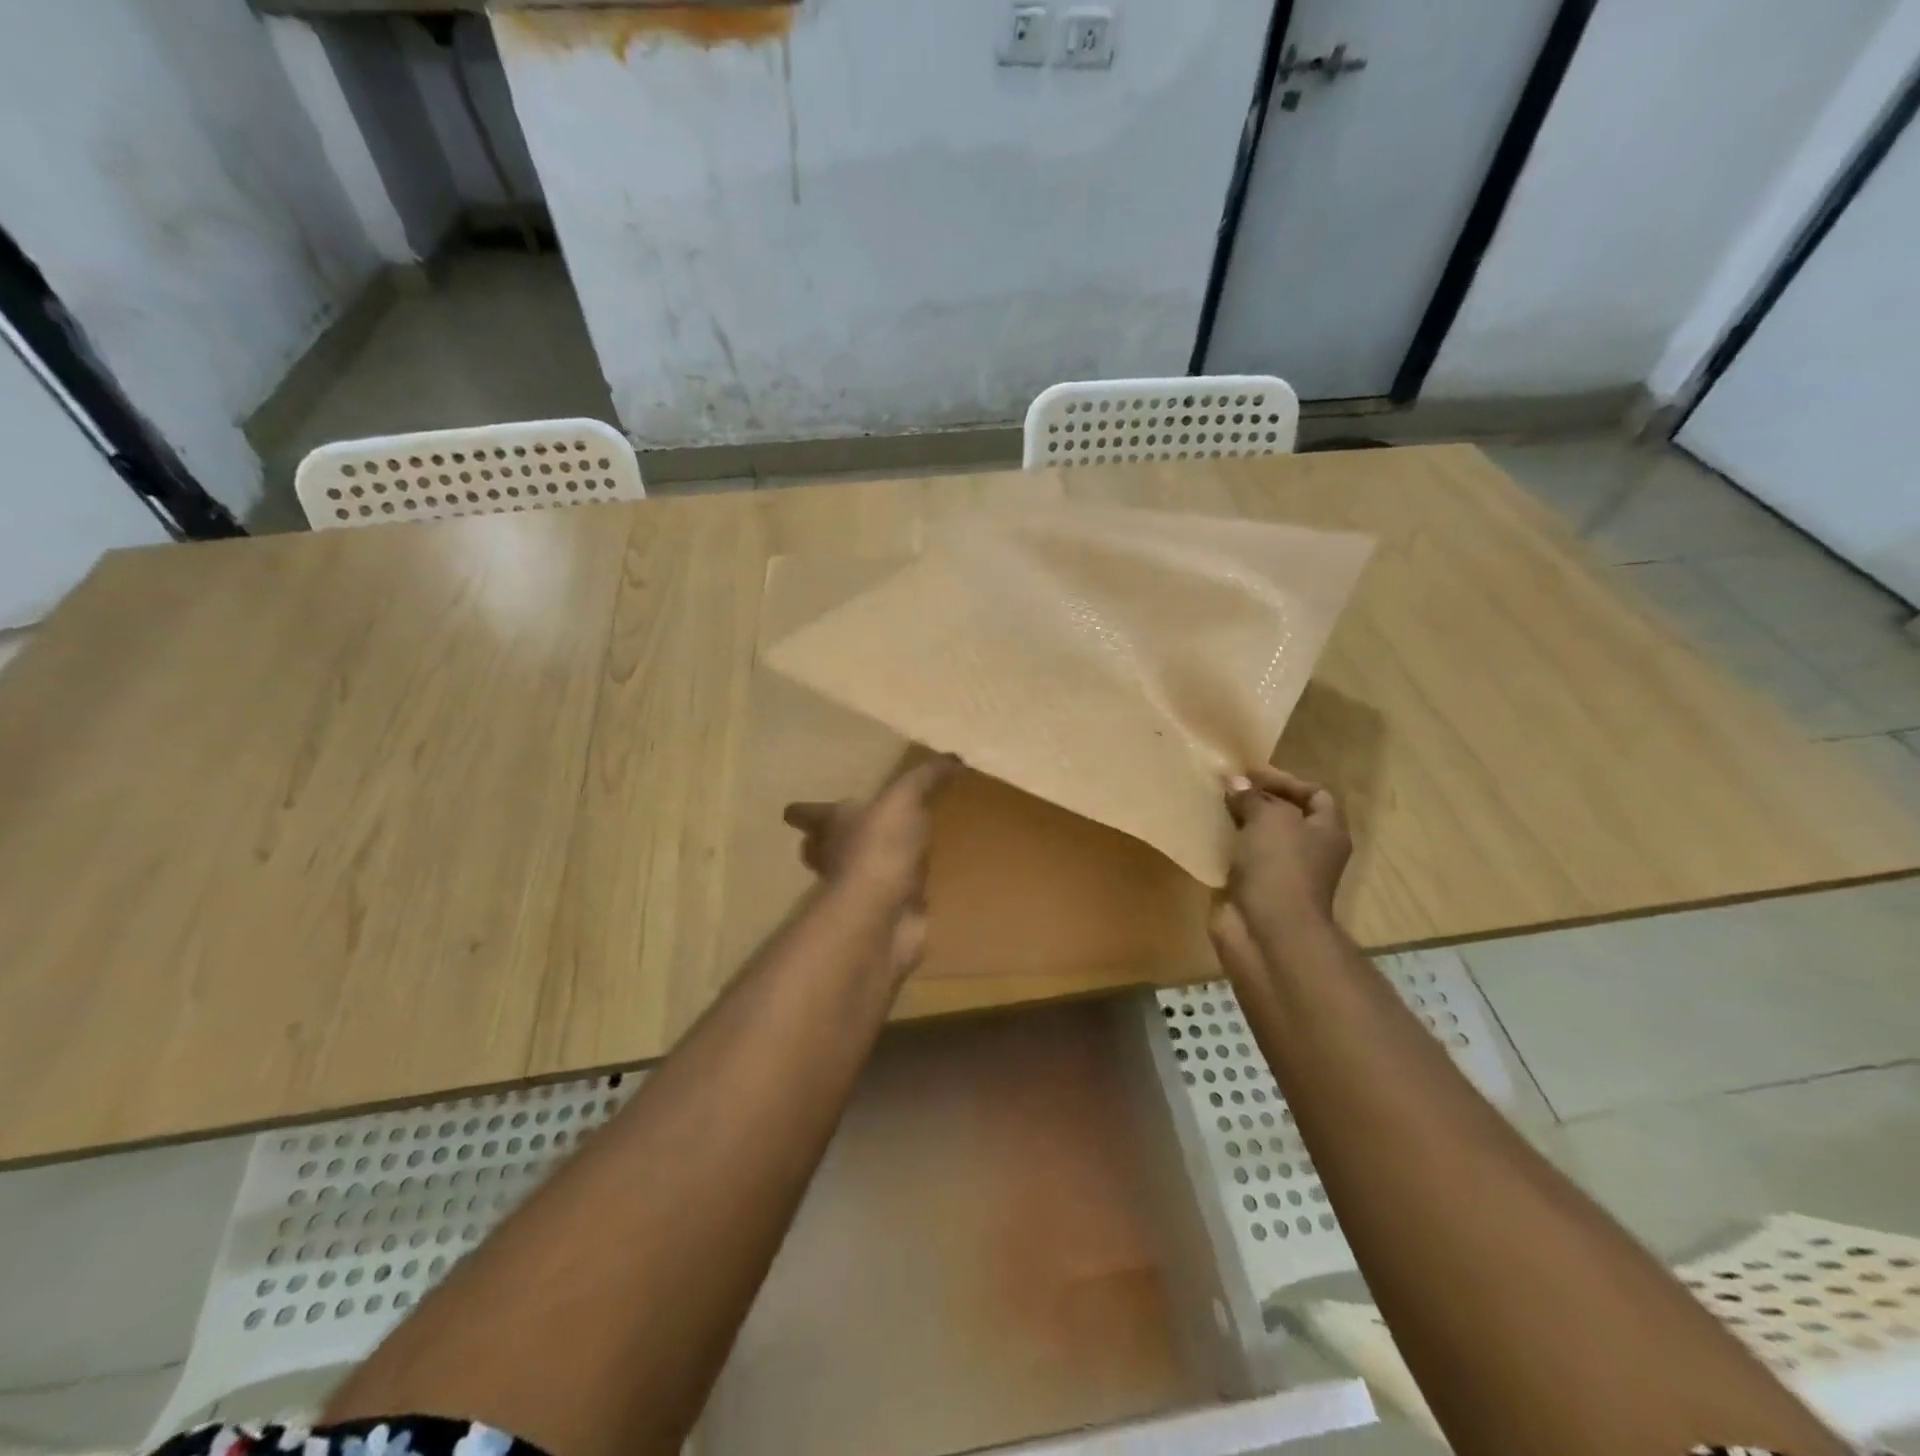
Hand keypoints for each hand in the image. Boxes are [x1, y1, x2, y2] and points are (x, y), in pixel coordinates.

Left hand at [783, 754, 960, 972]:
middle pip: (823, 848)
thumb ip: (924, 778)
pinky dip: (901, 893)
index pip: (810, 814)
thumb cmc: (880, 847)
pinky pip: (891, 899)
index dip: (804, 811)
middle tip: (842, 834)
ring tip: (893, 854)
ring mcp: (859, 890)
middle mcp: (838, 858)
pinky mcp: (884, 915)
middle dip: (829, 842)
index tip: (791, 810)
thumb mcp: (904, 799)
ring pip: (858, 874)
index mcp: (833, 826)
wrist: (884, 913)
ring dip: (869, 866)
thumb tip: (951, 757)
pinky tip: (918, 887)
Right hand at [1211, 767, 1350, 979]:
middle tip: (1225, 787)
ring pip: (1258, 839)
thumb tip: (1235, 782)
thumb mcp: (1268, 818)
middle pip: (1284, 816)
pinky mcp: (1252, 890)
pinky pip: (1238, 861)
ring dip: (1236, 823)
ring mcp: (1280, 874)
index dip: (1286, 780)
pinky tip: (1203, 835)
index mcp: (1327, 831)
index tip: (1250, 774)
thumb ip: (1251, 797)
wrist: (1267, 931)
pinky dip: (1223, 848)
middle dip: (1256, 801)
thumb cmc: (1280, 866)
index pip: (1315, 794)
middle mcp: (1309, 852)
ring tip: (1210, 806)